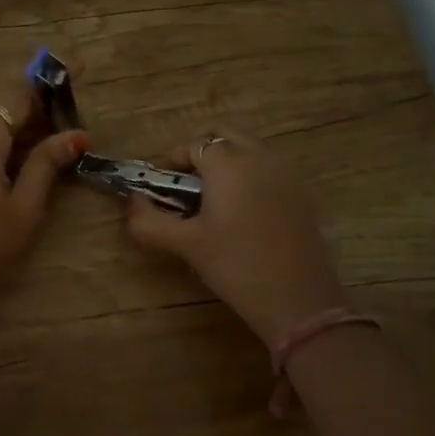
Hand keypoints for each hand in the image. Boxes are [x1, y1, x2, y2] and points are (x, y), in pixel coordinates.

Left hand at [0, 98, 86, 305]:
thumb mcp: (24, 206)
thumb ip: (47, 165)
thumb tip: (76, 134)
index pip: (19, 94)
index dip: (48, 85)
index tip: (78, 73)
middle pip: (3, 108)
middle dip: (37, 112)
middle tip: (70, 131)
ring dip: (20, 132)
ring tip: (52, 154)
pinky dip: (3, 148)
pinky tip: (19, 173)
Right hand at [126, 131, 345, 347]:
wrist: (298, 299)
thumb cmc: (235, 266)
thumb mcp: (186, 245)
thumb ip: (149, 221)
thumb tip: (132, 202)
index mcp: (228, 164)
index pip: (194, 145)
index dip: (174, 161)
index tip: (164, 188)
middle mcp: (260, 157)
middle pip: (225, 136)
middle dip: (202, 152)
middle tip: (187, 186)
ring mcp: (286, 173)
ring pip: (251, 148)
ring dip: (228, 161)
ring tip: (214, 200)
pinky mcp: (302, 193)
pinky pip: (270, 168)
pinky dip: (251, 175)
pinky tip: (244, 213)